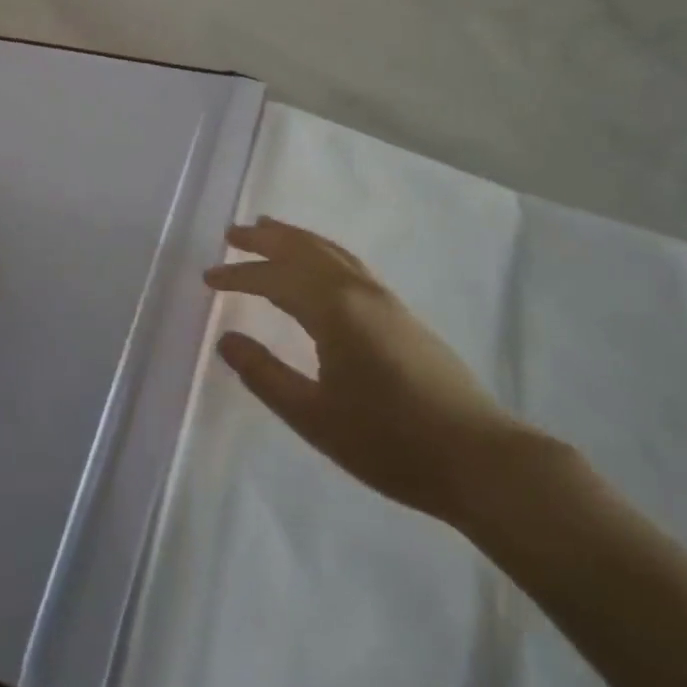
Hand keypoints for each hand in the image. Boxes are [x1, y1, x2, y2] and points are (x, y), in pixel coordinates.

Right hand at [205, 218, 534, 526]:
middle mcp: (359, 291)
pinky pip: (349, 264)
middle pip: (305, 249)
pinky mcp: (401, 313)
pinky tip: (319, 266)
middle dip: (266, 238)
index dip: (239, 275)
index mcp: (334, 309)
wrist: (479, 458)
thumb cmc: (390, 443)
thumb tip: (226, 340)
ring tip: (269, 228)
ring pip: (331, 252)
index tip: (208, 278)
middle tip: (233, 233)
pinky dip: (322, 252)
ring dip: (296, 238)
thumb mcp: (314, 418)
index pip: (275, 279)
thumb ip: (265, 375)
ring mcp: (385, 299)